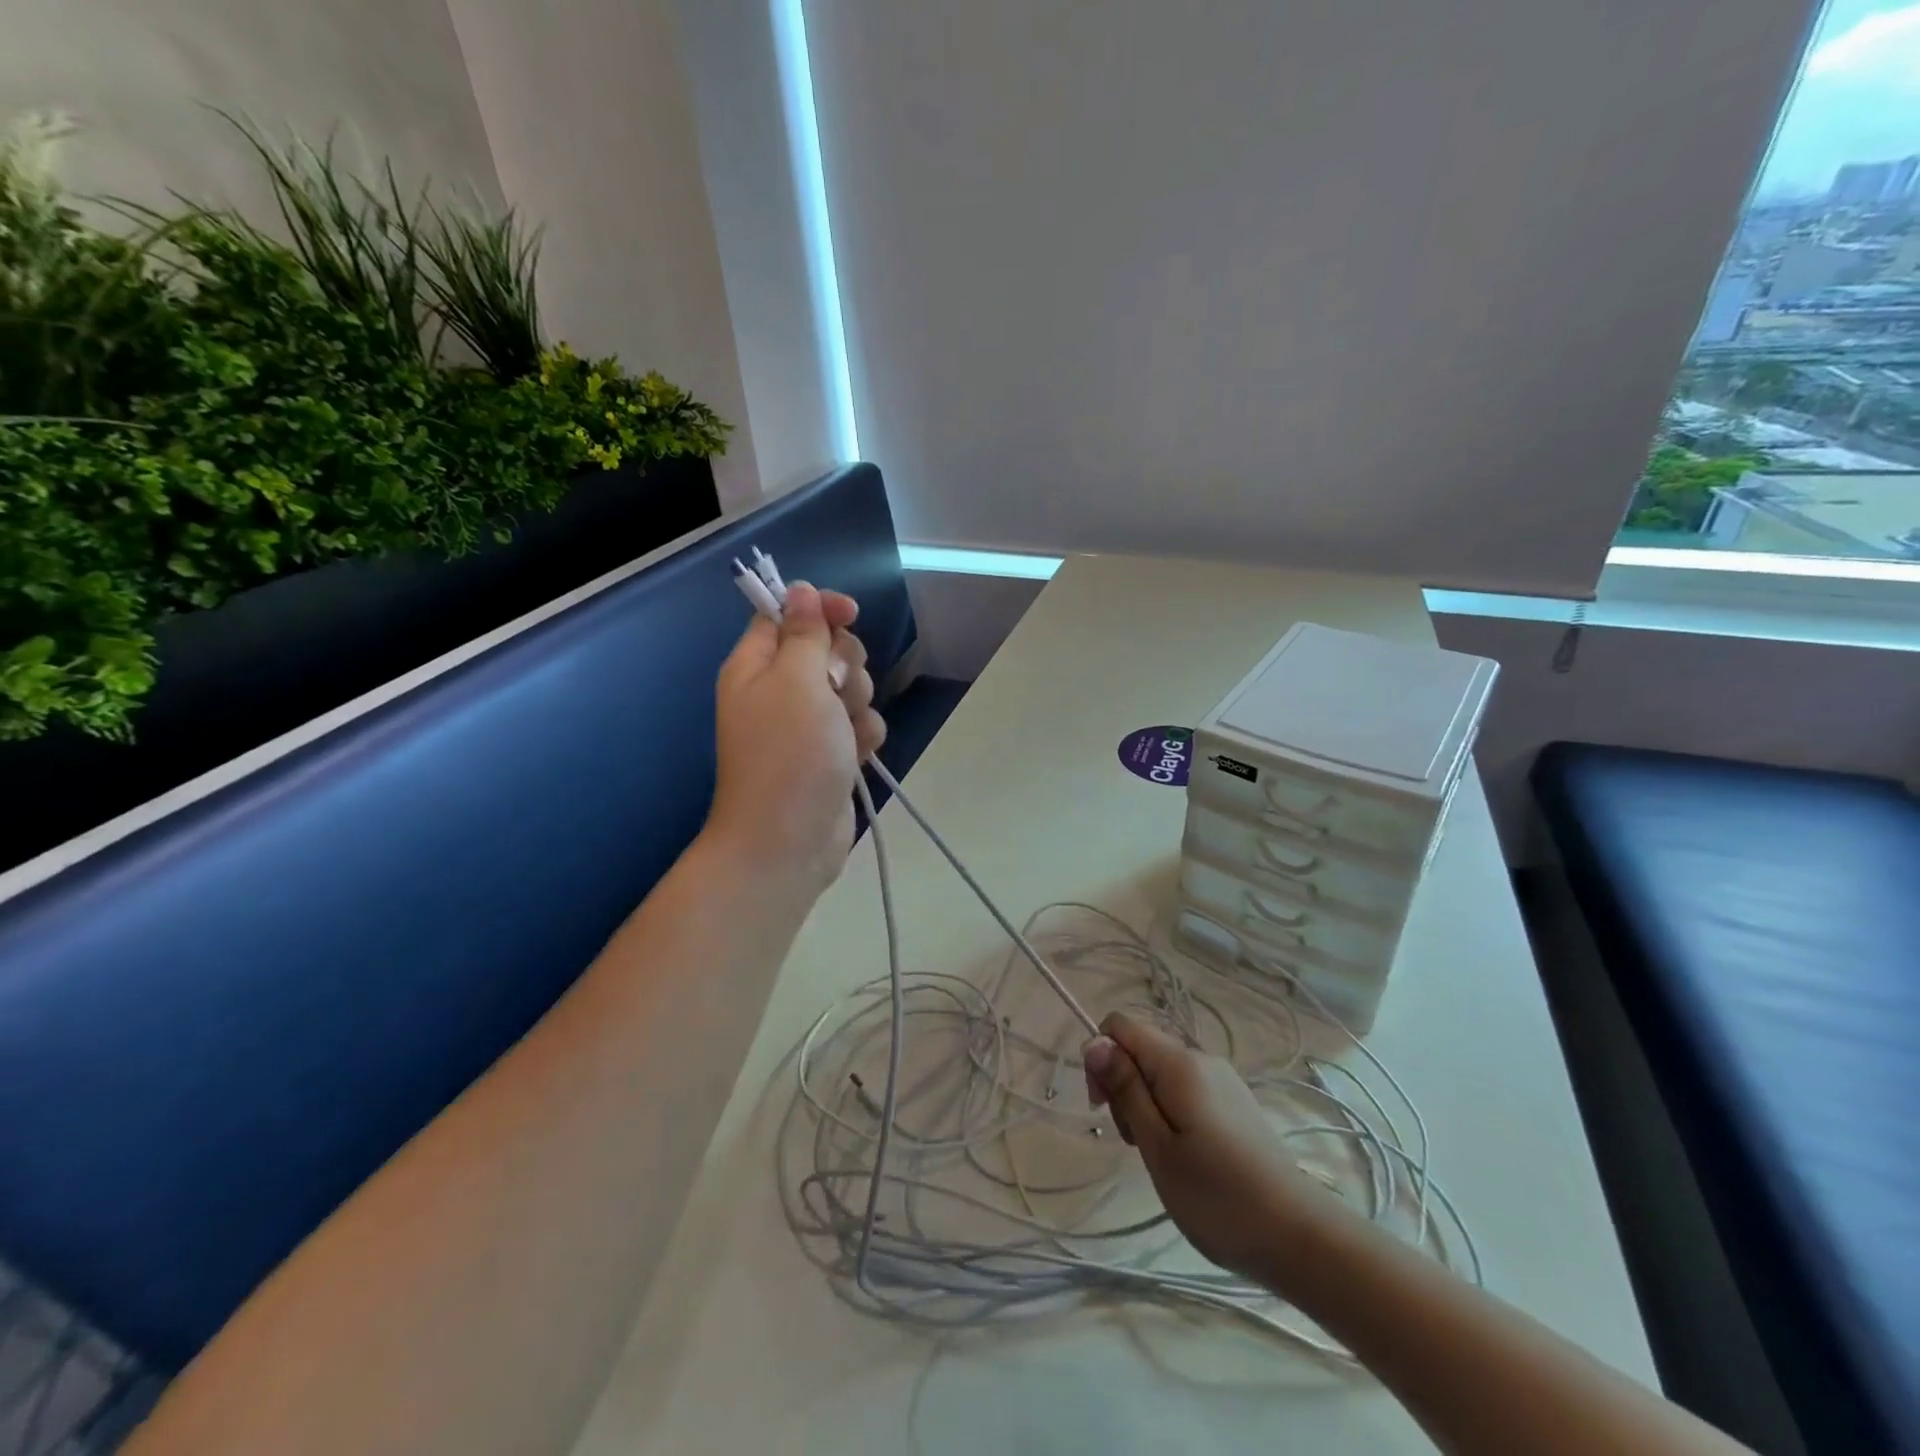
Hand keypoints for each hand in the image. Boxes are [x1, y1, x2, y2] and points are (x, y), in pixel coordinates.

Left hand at [707, 582, 887, 894]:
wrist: (790, 840)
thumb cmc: (789, 754)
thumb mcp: (796, 681)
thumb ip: (804, 633)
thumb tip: (800, 590)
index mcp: (756, 665)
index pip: (787, 614)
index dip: (820, 609)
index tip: (849, 614)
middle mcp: (779, 690)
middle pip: (827, 650)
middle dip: (845, 666)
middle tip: (834, 689)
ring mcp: (807, 724)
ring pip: (850, 688)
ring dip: (857, 704)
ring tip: (844, 734)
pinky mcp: (831, 752)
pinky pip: (858, 724)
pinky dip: (862, 736)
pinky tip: (856, 757)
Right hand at [1084, 1011, 1326, 1288]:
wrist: (1300, 1236)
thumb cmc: (1217, 1196)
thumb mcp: (1157, 1146)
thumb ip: (1125, 1089)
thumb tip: (1093, 1041)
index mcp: (1179, 1062)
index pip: (1120, 1025)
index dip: (1099, 1056)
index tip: (1102, 1107)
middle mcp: (1201, 1058)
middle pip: (1141, 1047)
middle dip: (1122, 1084)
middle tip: (1132, 1141)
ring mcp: (1222, 1079)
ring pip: (1162, 1071)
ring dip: (1145, 1102)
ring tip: (1159, 1156)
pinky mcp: (1235, 1102)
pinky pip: (1186, 1088)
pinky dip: (1170, 1111)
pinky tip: (1184, 1156)